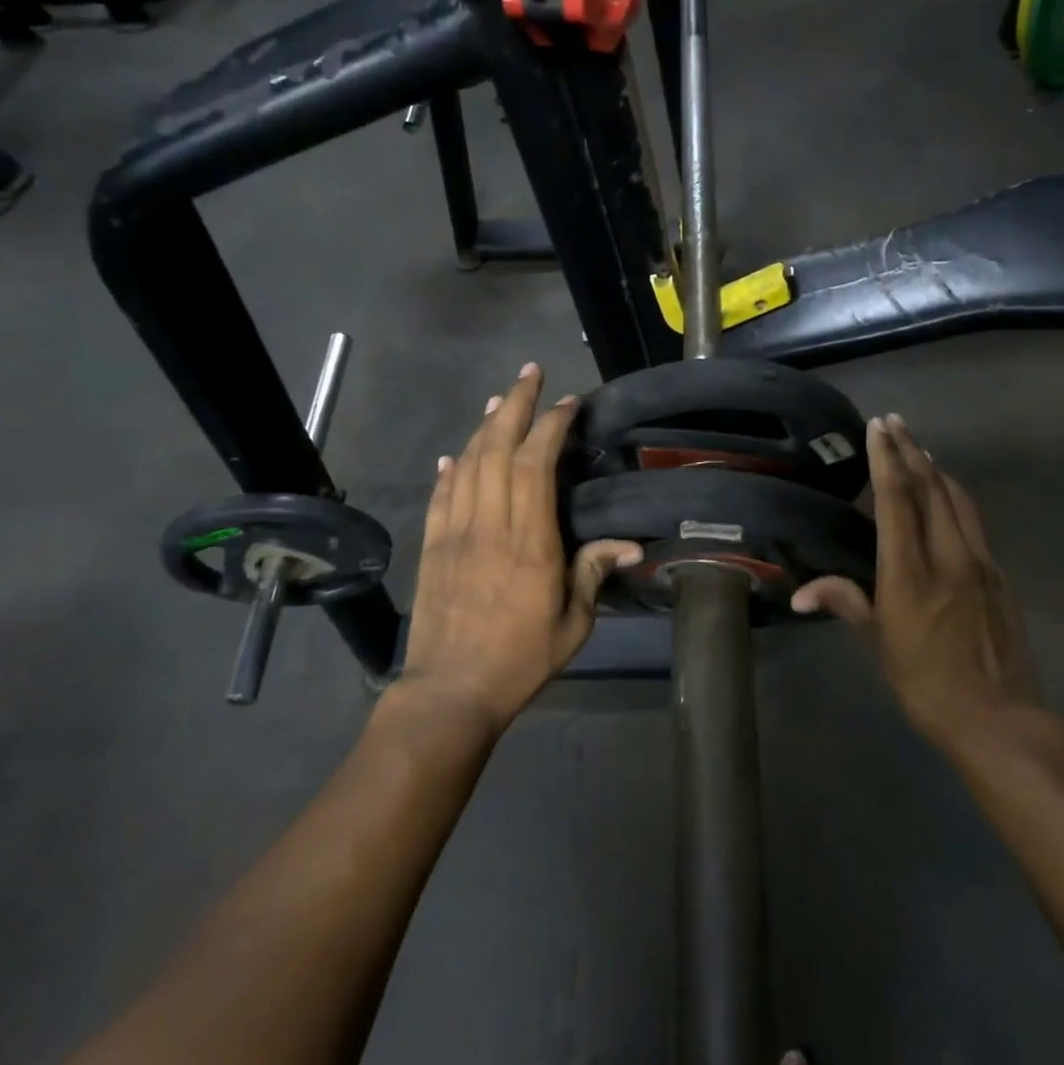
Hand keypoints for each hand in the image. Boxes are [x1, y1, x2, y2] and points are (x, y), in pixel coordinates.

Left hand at [399, 363, 640, 732]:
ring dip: (484, 426)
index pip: (535, 466)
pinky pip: (440, 496)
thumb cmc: (519, 660)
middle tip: (531, 373)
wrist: (449, 691)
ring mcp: (455, 533)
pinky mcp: (432, 547)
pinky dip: (450, 469)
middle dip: (516, 405)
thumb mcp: (572, 624)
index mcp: (529, 542)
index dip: (551, 427)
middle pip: (498, 450)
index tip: (568, 403)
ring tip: (501, 398)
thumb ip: (593, 574)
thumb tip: (631, 545)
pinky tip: (455, 454)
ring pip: (468, 464)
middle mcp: (490, 526)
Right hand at [792, 413, 1035, 751]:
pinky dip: (954, 497)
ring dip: (935, 468)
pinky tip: (946, 496)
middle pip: (931, 487)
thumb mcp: (879, 644)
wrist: (998, 718)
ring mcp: (980, 562)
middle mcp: (948, 556)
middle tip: (895, 422)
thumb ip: (846, 602)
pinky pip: (973, 521)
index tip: (878, 427)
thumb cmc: (925, 683)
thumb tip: (800, 593)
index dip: (886, 459)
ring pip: (958, 499)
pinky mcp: (999, 574)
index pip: (897, 500)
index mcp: (910, 572)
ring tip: (918, 448)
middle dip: (911, 450)